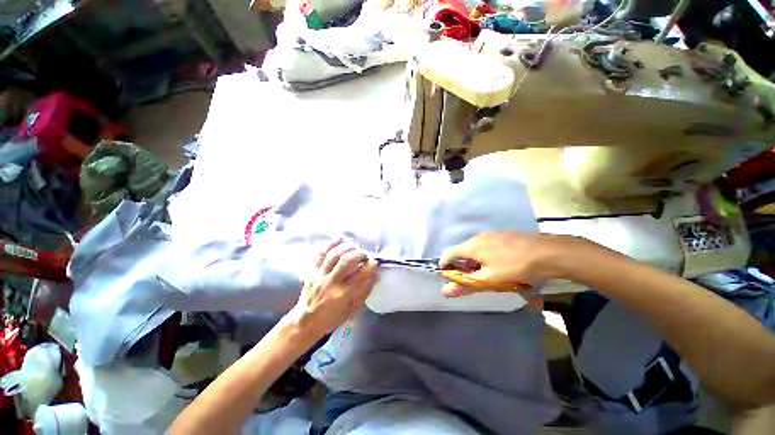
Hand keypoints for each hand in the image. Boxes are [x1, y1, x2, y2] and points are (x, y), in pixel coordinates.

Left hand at [288, 240, 378, 337]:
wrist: (305, 321)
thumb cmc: (332, 318)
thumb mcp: (352, 310)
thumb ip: (365, 292)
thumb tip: (376, 275)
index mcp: (342, 295)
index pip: (360, 275)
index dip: (370, 265)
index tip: (375, 262)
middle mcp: (330, 283)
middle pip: (347, 261)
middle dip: (359, 254)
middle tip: (366, 255)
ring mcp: (319, 275)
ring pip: (334, 255)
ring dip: (347, 248)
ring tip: (355, 248)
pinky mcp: (312, 271)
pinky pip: (320, 254)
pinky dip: (330, 244)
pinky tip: (339, 238)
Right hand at [439, 232, 580, 297]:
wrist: (549, 253)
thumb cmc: (515, 267)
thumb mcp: (489, 280)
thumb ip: (466, 285)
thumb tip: (445, 291)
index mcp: (472, 246)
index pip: (449, 253)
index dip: (445, 264)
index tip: (445, 275)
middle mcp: (479, 237)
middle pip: (463, 251)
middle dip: (462, 266)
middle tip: (469, 279)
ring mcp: (492, 235)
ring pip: (476, 249)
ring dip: (475, 262)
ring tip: (485, 274)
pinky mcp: (504, 236)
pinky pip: (487, 246)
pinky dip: (485, 256)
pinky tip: (499, 265)